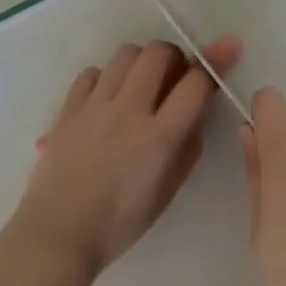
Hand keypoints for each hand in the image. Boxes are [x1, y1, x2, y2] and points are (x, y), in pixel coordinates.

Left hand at [12, 37, 243, 281]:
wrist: (58, 234)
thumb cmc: (120, 222)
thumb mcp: (169, 190)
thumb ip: (189, 145)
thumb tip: (198, 109)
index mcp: (159, 137)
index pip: (196, 82)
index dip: (215, 62)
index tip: (227, 50)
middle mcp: (129, 111)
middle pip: (158, 53)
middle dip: (175, 56)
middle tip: (174, 76)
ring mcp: (95, 106)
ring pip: (125, 54)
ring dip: (142, 62)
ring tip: (141, 85)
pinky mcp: (68, 108)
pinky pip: (92, 72)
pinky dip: (107, 77)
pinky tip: (108, 98)